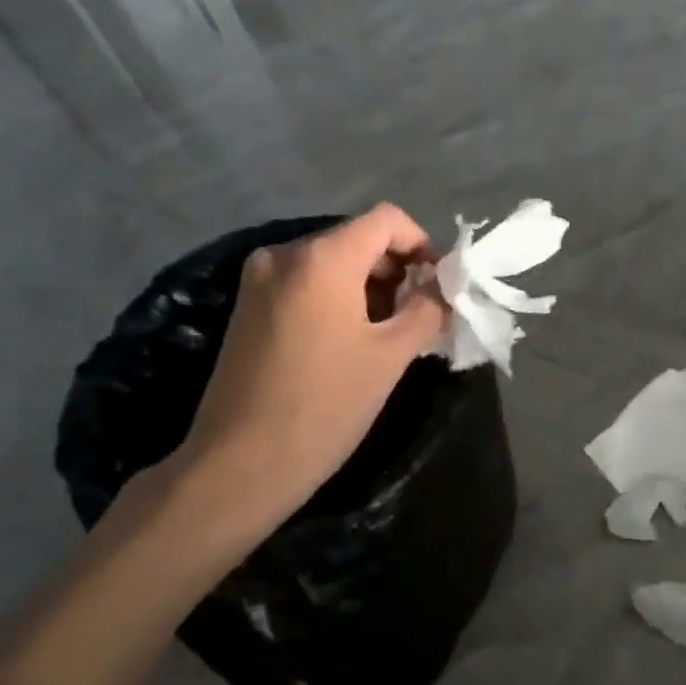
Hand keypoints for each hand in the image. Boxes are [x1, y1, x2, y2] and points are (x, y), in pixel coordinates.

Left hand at [178, 204, 449, 527]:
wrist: (241, 463)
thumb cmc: (324, 407)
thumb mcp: (389, 358)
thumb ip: (426, 310)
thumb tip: (444, 288)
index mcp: (322, 259)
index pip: (386, 220)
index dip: (422, 244)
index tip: (439, 286)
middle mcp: (284, 254)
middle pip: (356, 239)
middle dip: (395, 270)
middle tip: (419, 316)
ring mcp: (258, 280)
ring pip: (330, 263)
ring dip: (367, 286)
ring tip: (388, 333)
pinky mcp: (247, 307)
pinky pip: (305, 284)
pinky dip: (336, 298)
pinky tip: (349, 340)